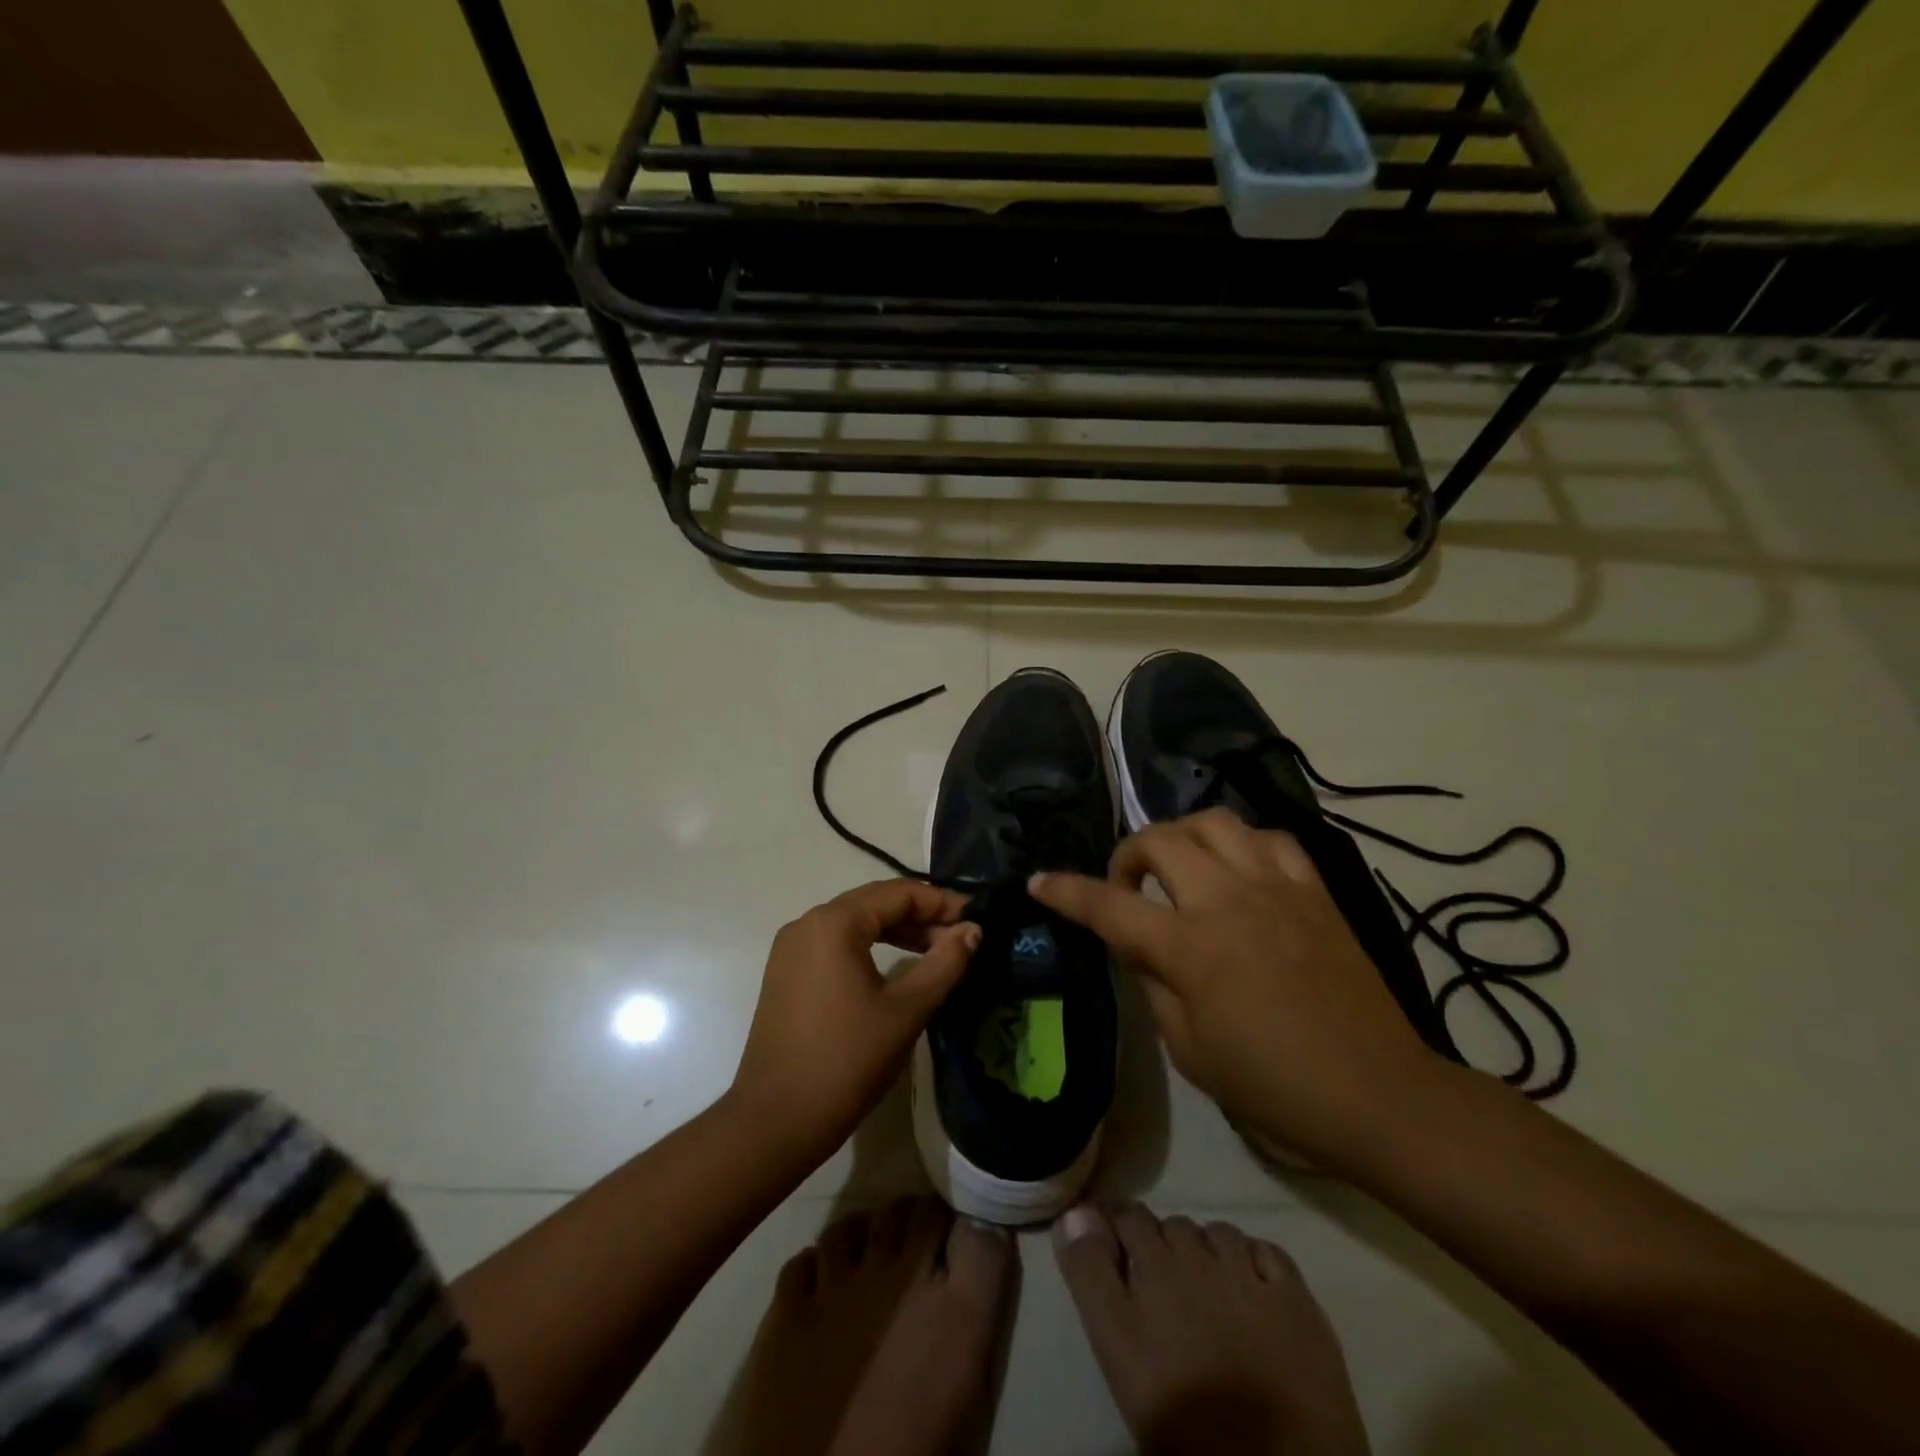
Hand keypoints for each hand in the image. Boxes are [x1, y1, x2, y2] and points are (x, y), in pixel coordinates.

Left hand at [730, 880, 979, 1164]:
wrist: (776, 1121)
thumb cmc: (847, 1060)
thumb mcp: (907, 1010)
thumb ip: (945, 963)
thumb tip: (973, 930)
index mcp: (834, 922)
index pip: (898, 893)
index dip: (942, 902)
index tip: (978, 919)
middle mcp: (808, 923)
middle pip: (875, 903)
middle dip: (921, 916)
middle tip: (962, 937)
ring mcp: (791, 949)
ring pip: (855, 924)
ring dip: (897, 932)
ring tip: (937, 951)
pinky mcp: (786, 974)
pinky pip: (836, 945)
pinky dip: (870, 948)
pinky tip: (896, 967)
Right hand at [1029, 808, 1446, 1170]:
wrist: (1377, 1094)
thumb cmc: (1272, 1085)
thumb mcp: (1188, 1048)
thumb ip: (1152, 982)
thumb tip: (1137, 943)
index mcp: (1190, 948)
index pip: (1108, 906)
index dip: (1066, 892)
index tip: (1039, 882)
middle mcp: (1228, 901)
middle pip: (1159, 841)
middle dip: (1127, 856)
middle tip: (1127, 886)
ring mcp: (1275, 888)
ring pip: (1213, 822)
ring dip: (1181, 837)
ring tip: (1180, 867)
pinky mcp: (1313, 890)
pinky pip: (1269, 838)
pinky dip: (1241, 844)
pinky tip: (1237, 870)